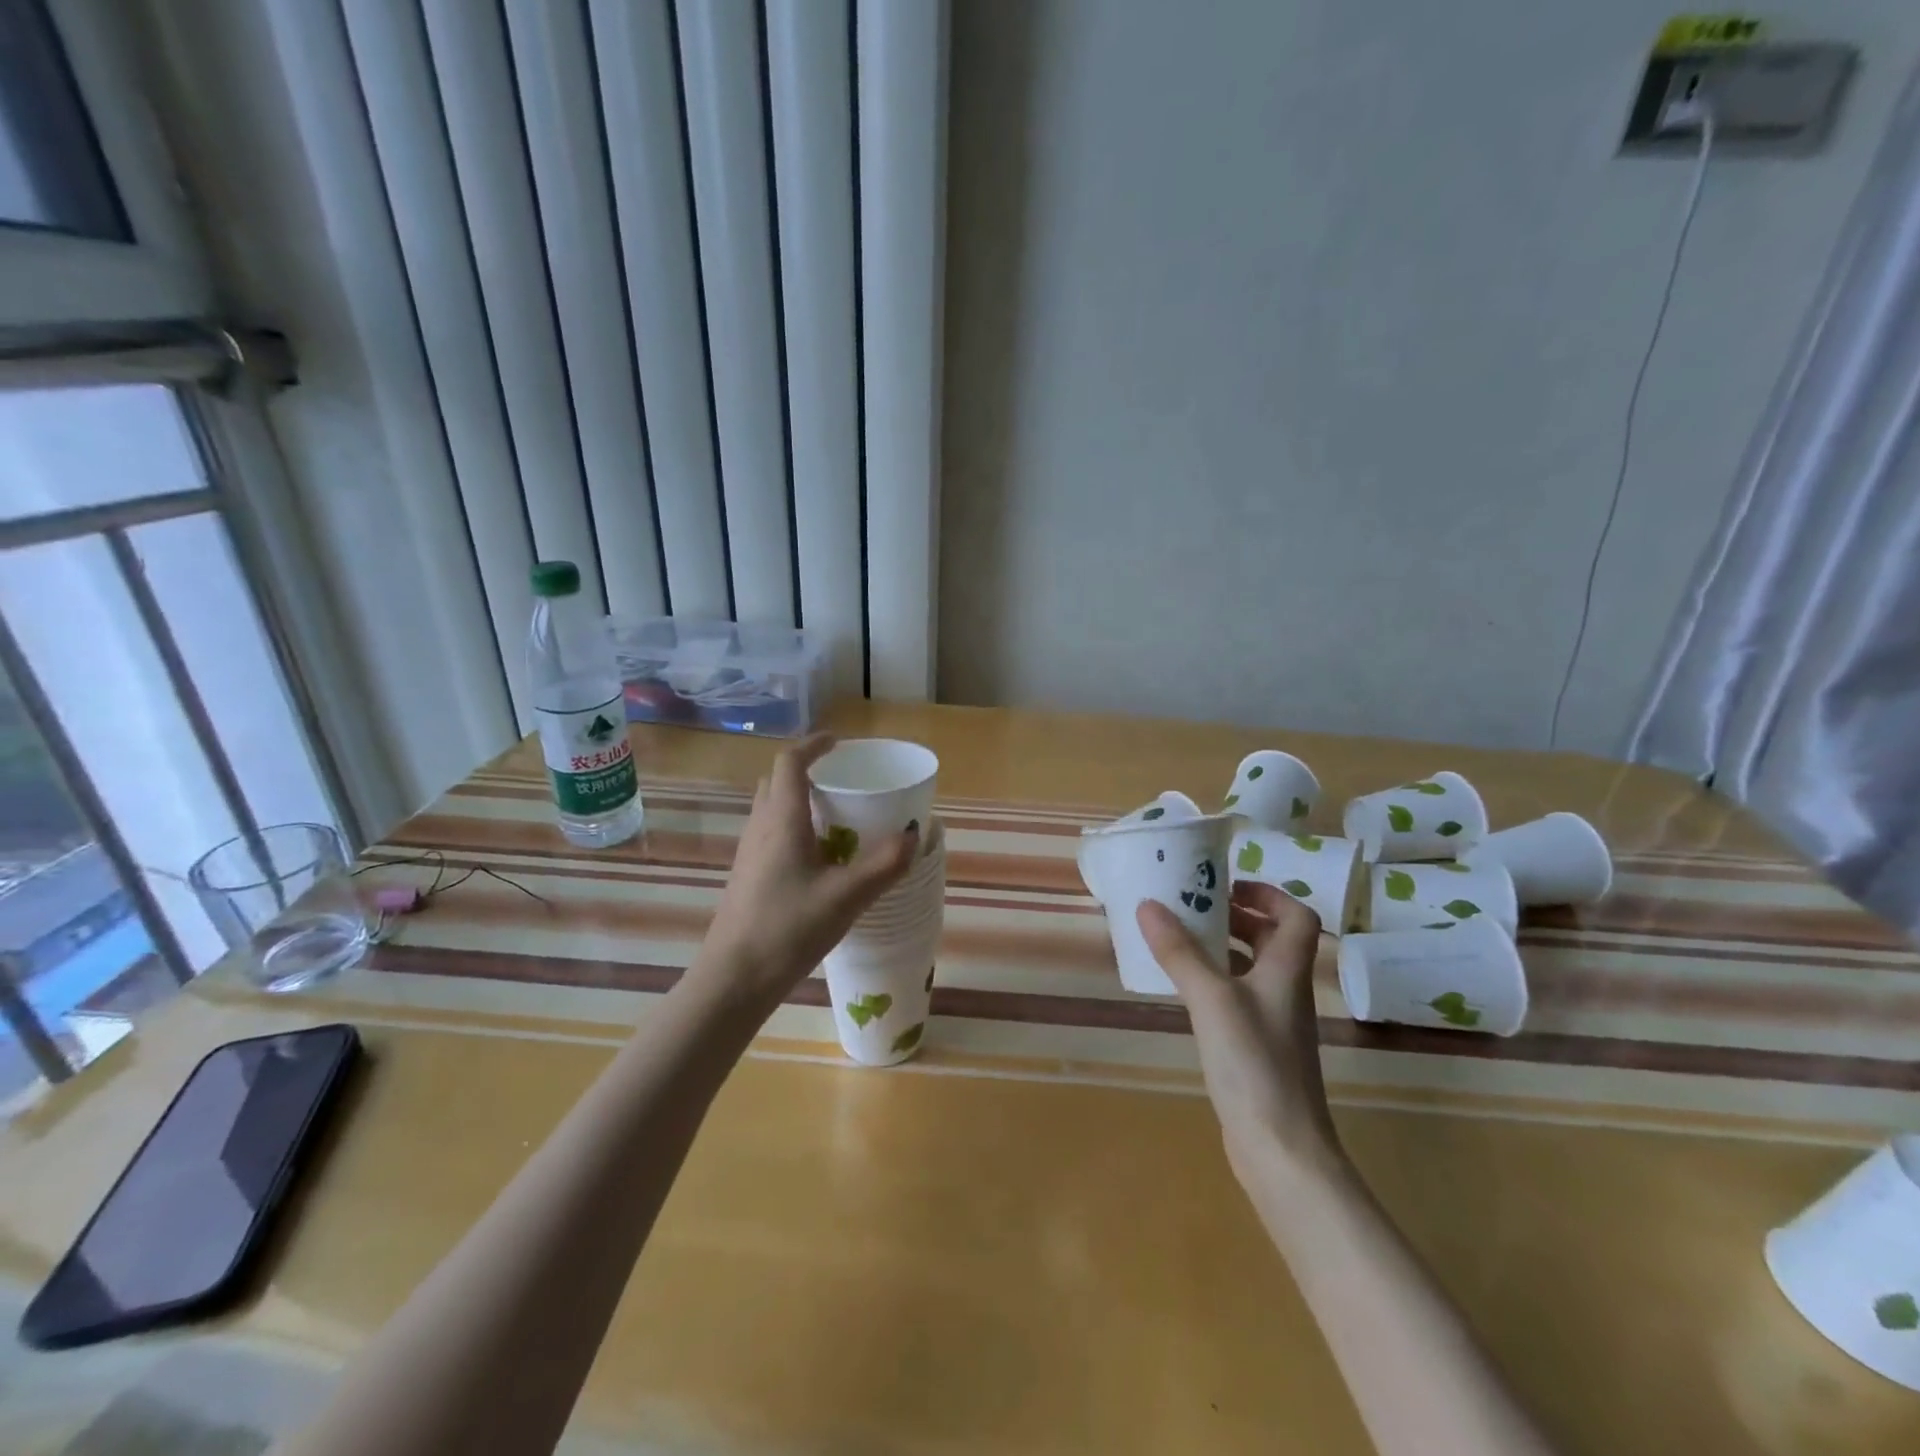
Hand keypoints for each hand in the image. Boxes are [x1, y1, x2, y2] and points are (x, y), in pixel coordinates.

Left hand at [694, 734, 917, 1011]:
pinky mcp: (747, 876)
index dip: (813, 745)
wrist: (734, 978)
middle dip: (806, 772)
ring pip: (772, 810)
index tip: (838, 742)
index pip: (790, 763)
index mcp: (782, 820)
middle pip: (777, 783)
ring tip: (836, 819)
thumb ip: (884, 864)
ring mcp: (749, 853)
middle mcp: (760, 828)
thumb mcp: (846, 897)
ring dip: (799, 802)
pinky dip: (794, 829)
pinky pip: (771, 835)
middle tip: (840, 782)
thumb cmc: (788, 928)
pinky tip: (819, 860)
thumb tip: (915, 834)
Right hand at [1137, 881, 1342, 1184]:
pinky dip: (1213, 983)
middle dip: (1236, 917)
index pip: (1297, 917)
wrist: (1281, 1150)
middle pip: (1272, 940)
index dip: (1269, 894)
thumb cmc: (1255, 1064)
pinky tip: (1183, 990)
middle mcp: (1285, 991)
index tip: (1226, 886)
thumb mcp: (1211, 999)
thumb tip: (1148, 904)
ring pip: (1251, 969)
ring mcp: (1273, 1023)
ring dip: (1222, 949)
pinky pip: (1236, 998)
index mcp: (1287, 971)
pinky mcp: (1257, 1049)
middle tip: (1192, 908)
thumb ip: (1180, 952)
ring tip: (1179, 941)